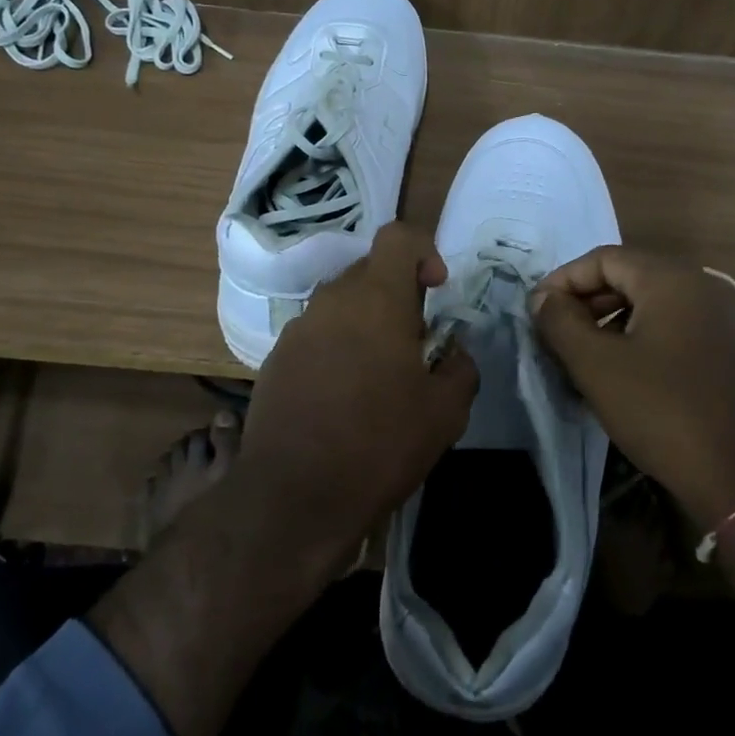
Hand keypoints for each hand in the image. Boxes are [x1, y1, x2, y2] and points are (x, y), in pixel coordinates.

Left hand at [240, 220, 478, 563]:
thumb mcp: (446, 411)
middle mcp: (331, 300)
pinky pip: (317, 335)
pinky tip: (344, 399)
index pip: (398, 237)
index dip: (424, 252)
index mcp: (376, 298)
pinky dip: (337, 350)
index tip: (436, 291)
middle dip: (398, 297)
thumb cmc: (379, 444)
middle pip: (370, 272)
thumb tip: (451, 350)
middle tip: (414, 346)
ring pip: (342, 305)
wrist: (293, 498)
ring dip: (366, 325)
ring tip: (380, 378)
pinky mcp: (275, 359)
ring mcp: (297, 329)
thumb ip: (460, 366)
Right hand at [530, 246, 734, 529]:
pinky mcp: (722, 350)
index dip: (563, 280)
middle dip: (584, 301)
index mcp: (670, 279)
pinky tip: (614, 373)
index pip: (603, 258)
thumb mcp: (596, 365)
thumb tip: (543, 298)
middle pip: (626, 276)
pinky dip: (634, 338)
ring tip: (577, 356)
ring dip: (606, 322)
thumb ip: (560, 321)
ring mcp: (716, 319)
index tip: (536, 312)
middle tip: (553, 333)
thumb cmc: (661, 410)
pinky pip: (667, 327)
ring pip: (646, 304)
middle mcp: (699, 287)